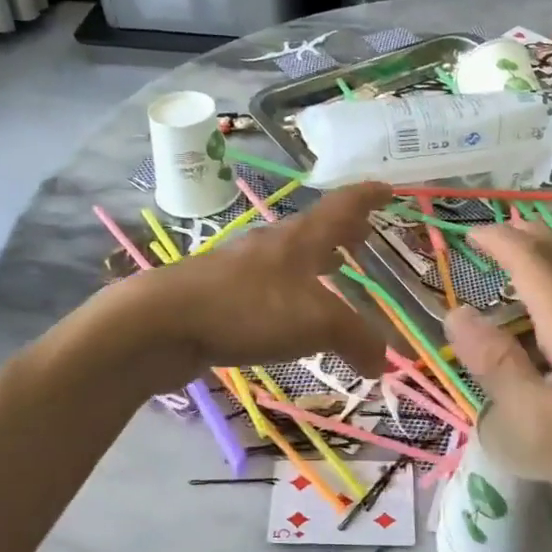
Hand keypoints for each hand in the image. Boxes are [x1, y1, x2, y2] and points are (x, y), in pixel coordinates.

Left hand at [110, 183, 392, 389]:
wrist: (164, 322)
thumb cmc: (248, 308)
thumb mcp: (315, 323)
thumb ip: (355, 338)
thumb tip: (385, 362)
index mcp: (299, 239)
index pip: (341, 207)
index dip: (366, 197)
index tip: (387, 189)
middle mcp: (271, 246)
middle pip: (314, 230)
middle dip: (342, 232)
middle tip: (364, 237)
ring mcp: (241, 269)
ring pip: (289, 260)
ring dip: (314, 263)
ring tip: (332, 274)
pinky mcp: (221, 296)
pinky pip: (267, 289)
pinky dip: (290, 295)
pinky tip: (289, 316)